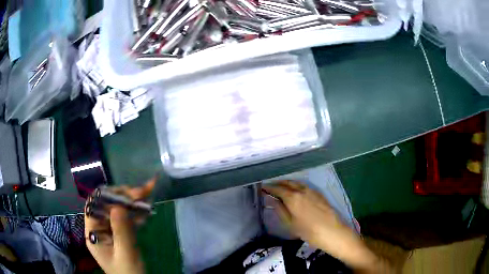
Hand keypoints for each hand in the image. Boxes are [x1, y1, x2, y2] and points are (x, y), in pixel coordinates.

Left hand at [84, 179, 154, 273]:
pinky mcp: (121, 233)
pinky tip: (145, 209)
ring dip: (132, 202)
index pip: (94, 206)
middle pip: (107, 205)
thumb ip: (121, 231)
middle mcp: (99, 228)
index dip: (107, 197)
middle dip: (123, 197)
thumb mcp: (125, 254)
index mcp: (93, 233)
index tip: (125, 194)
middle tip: (142, 192)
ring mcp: (111, 230)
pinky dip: (136, 212)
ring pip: (118, 209)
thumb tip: (118, 206)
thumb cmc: (129, 273)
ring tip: (147, 193)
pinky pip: (126, 218)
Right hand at [263, 181, 387, 272]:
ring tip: (281, 188)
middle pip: (287, 183)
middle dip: (277, 183)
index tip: (262, 188)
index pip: (277, 189)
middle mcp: (302, 190)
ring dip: (287, 183)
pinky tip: (295, 191)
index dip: (269, 188)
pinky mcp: (319, 193)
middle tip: (270, 187)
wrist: (333, 232)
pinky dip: (296, 185)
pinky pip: (304, 185)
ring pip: (296, 183)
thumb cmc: (309, 232)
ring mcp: (312, 190)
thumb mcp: (291, 224)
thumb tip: (271, 199)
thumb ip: (280, 210)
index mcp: (293, 197)